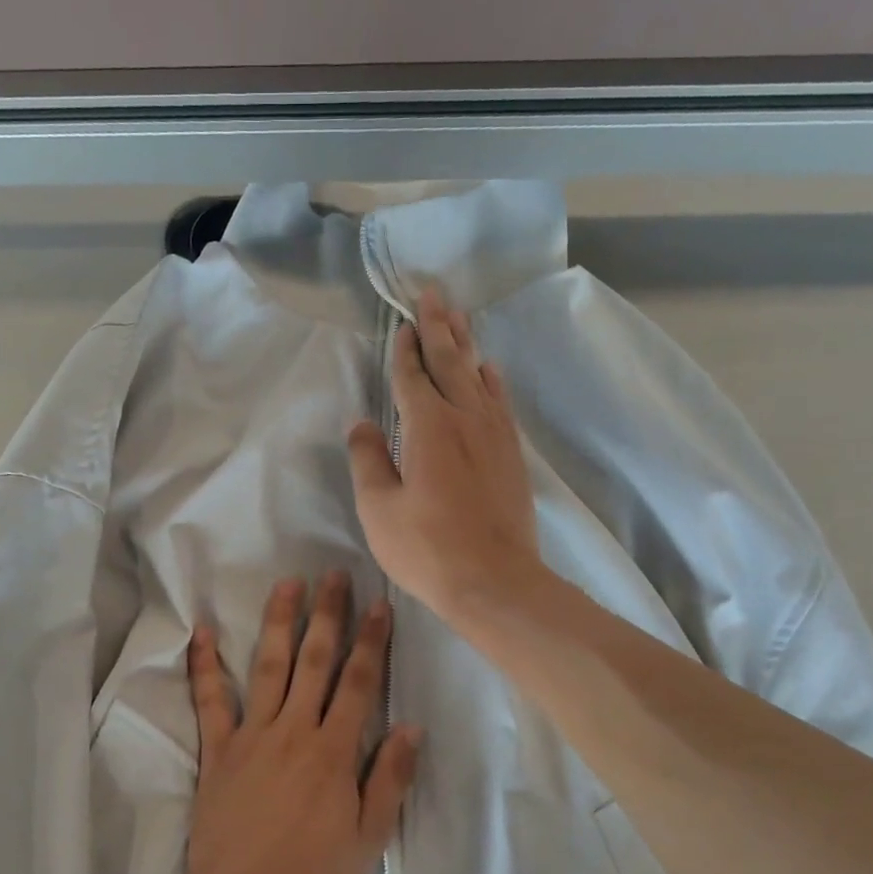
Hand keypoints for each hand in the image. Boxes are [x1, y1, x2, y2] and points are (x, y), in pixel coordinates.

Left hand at [184, 573, 421, 873]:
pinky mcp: (217, 750)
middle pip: (315, 661)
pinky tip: (200, 631)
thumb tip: (412, 726)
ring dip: (279, 622)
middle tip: (334, 574)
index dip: (370, 640)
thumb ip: (391, 778)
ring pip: (268, 667)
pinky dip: (204, 664)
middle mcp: (294, 731)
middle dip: (327, 614)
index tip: (378, 603)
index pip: (358, 683)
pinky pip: (210, 700)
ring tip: (287, 584)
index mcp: (334, 751)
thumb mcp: (369, 837)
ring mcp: (251, 736)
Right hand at [348, 291, 540, 623]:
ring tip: (459, 317)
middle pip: (451, 361)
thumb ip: (368, 460)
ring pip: (479, 375)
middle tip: (433, 292)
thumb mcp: (378, 509)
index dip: (406, 349)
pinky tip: (489, 370)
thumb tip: (361, 423)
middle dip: (439, 326)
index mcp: (428, 427)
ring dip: (466, 343)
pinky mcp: (512, 454)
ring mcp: (495, 434)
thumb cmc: (427, 548)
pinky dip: (491, 379)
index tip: (403, 324)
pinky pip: (500, 401)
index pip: (413, 376)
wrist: (495, 581)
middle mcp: (465, 418)